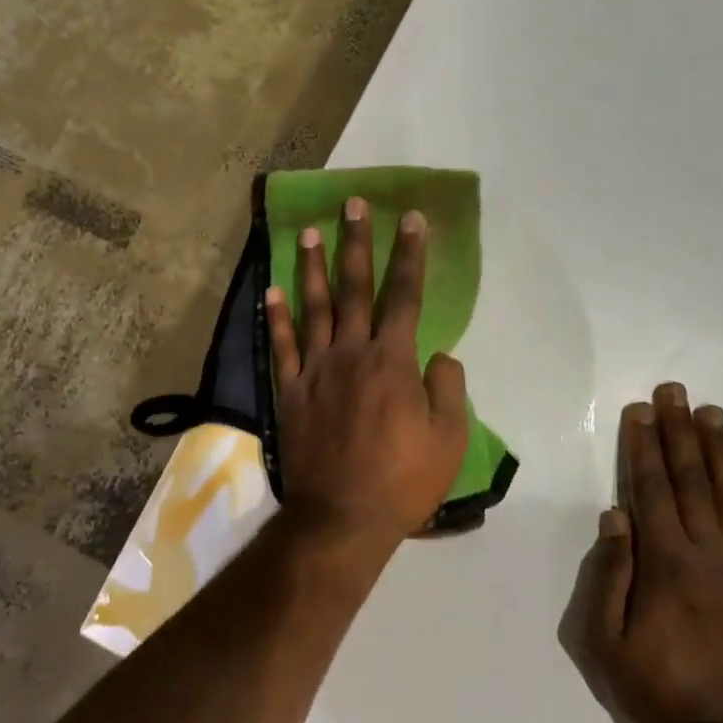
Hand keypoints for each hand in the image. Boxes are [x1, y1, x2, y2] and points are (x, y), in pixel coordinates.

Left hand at [266, 198, 469, 555]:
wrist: (342, 518)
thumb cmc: (403, 482)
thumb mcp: (450, 439)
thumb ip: (448, 388)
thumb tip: (437, 355)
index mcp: (392, 362)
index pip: (404, 295)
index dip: (410, 255)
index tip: (412, 219)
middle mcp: (351, 354)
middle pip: (354, 288)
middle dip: (356, 242)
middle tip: (353, 204)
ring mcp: (314, 371)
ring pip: (313, 308)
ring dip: (313, 266)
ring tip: (310, 231)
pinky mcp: (289, 393)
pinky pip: (281, 347)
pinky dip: (276, 317)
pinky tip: (272, 290)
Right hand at [583, 384, 722, 722]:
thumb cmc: (658, 688)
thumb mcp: (606, 639)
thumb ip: (610, 574)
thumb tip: (615, 515)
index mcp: (665, 562)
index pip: (649, 489)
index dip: (642, 446)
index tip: (639, 411)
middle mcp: (709, 552)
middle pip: (689, 480)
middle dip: (678, 432)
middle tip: (673, 392)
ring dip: (720, 451)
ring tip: (712, 412)